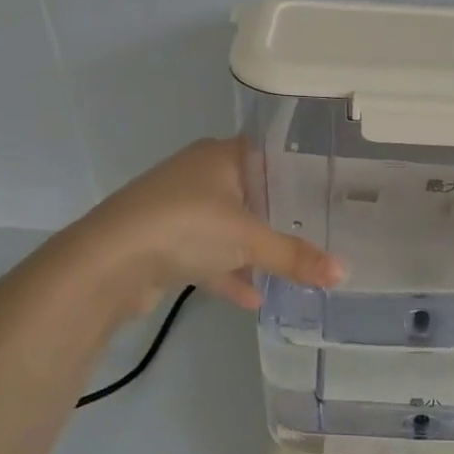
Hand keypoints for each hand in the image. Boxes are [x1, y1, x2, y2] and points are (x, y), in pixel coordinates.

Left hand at [77, 138, 343, 311]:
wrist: (108, 262)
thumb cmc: (188, 227)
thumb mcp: (250, 240)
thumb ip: (296, 257)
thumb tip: (344, 274)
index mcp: (220, 155)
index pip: (267, 154)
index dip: (295, 172)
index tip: (324, 193)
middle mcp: (198, 175)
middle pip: (248, 192)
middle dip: (278, 215)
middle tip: (315, 232)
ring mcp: (177, 209)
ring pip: (226, 227)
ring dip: (252, 250)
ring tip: (290, 270)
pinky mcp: (162, 243)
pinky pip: (206, 255)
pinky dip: (227, 274)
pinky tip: (253, 299)